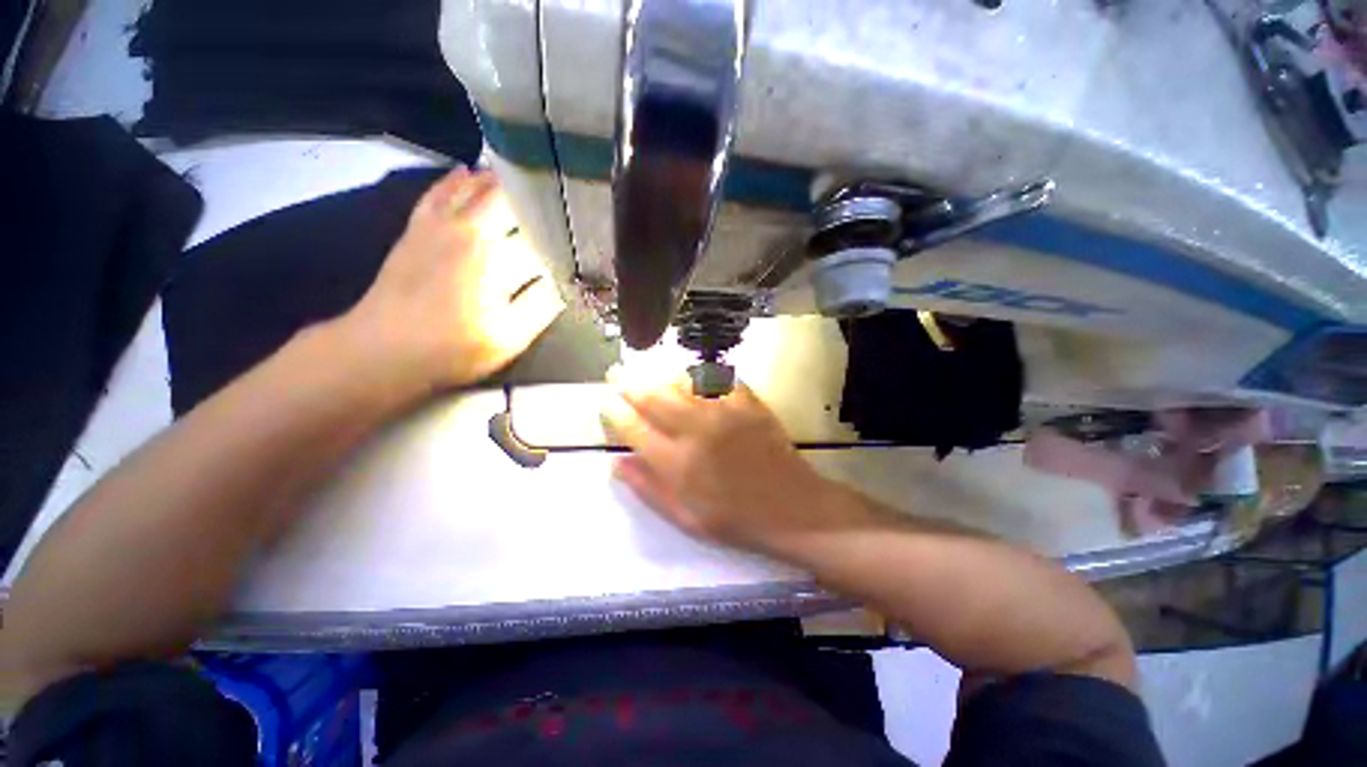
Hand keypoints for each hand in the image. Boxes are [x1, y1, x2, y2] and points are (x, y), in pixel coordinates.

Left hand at [338, 169, 563, 390]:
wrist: (382, 347)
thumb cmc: (454, 346)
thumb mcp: (510, 337)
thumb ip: (541, 305)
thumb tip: (562, 280)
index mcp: (497, 257)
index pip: (539, 232)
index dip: (560, 231)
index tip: (576, 232)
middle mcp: (471, 230)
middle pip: (509, 199)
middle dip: (535, 198)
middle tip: (557, 203)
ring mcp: (440, 224)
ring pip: (474, 187)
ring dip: (500, 182)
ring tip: (525, 180)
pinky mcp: (417, 227)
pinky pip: (439, 191)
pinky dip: (457, 180)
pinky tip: (467, 172)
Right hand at [603, 373, 856, 553]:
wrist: (791, 508)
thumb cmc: (735, 519)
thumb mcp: (685, 518)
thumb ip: (648, 489)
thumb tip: (616, 463)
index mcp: (676, 463)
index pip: (633, 428)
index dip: (614, 412)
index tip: (606, 403)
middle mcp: (695, 430)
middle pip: (652, 396)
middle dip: (628, 382)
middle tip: (616, 373)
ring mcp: (723, 412)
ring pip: (681, 380)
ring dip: (659, 373)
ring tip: (648, 372)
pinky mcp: (747, 402)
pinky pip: (717, 377)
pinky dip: (699, 372)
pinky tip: (691, 373)